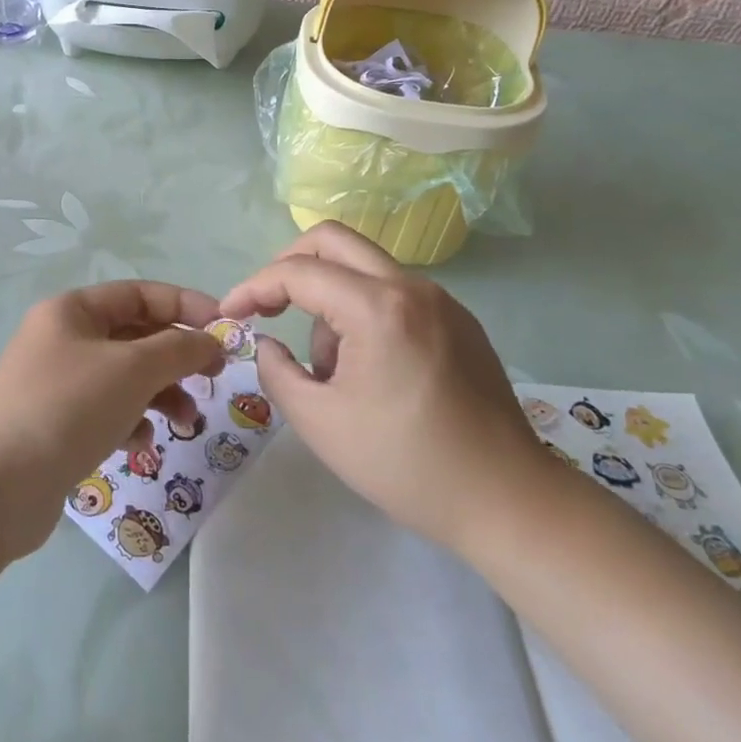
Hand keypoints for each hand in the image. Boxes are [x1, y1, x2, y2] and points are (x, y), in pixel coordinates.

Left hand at [0, 282, 225, 558]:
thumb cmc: (68, 408)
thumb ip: (179, 349)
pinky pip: (107, 411)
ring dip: (160, 394)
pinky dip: (130, 422)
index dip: (185, 306)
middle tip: (214, 378)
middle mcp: (63, 339)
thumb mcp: (132, 369)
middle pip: (134, 336)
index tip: (224, 329)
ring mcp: (57, 384)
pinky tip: (138, 444)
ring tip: (184, 422)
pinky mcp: (57, 425)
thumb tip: (211, 340)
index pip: (140, 294)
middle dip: (176, 357)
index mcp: (73, 311)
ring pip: (124, 378)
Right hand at [221, 223, 543, 550]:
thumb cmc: (407, 465)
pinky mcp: (458, 320)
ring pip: (363, 267)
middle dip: (288, 265)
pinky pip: (393, 292)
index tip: (231, 314)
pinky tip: (368, 368)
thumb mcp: (321, 424)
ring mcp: (441, 300)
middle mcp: (411, 287)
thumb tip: (269, 344)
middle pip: (333, 240)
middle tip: (268, 306)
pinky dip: (362, 310)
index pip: (298, 272)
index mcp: (377, 307)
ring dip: (329, 297)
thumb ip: (277, 373)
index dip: (254, 287)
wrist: (509, 501)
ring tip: (331, 370)